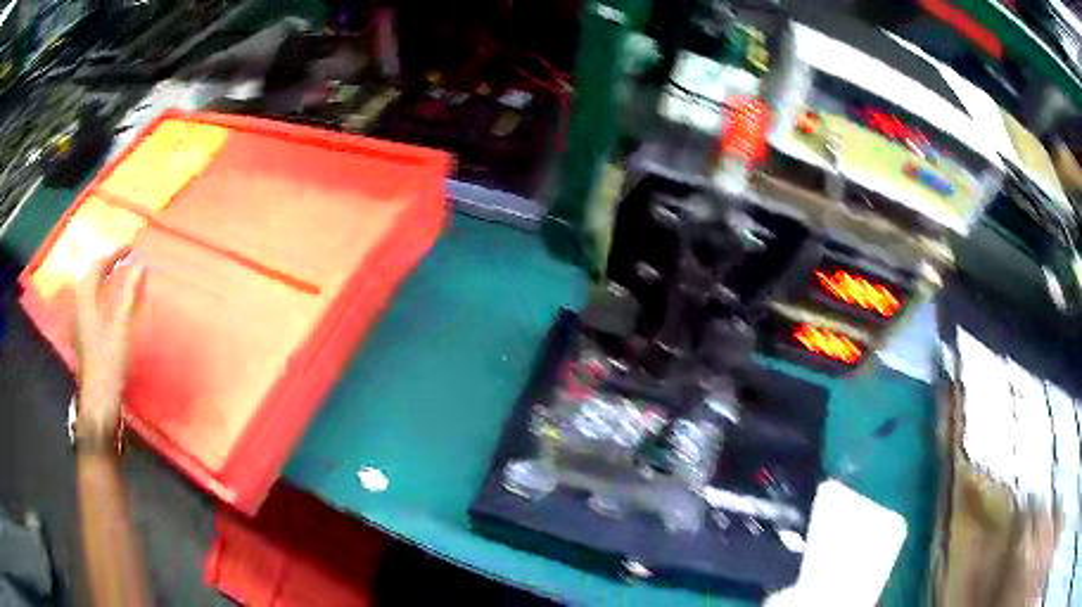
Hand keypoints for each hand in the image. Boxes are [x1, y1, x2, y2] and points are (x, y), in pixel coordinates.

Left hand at [74, 249, 144, 445]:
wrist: (98, 399)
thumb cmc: (108, 362)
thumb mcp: (121, 327)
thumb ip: (129, 295)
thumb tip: (139, 266)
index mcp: (86, 300)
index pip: (97, 266)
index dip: (113, 253)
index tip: (130, 247)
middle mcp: (79, 306)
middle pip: (89, 275)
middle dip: (105, 263)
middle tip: (121, 258)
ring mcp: (80, 322)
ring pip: (89, 289)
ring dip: (101, 278)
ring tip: (114, 275)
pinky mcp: (83, 336)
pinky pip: (90, 303)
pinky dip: (100, 294)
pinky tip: (107, 302)